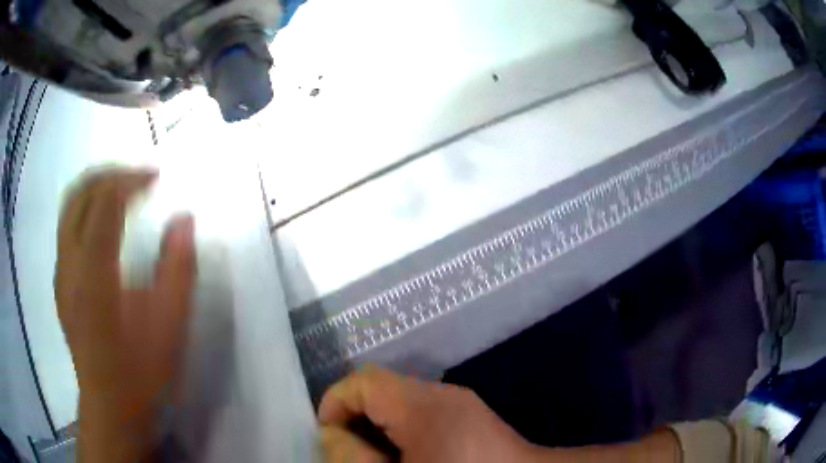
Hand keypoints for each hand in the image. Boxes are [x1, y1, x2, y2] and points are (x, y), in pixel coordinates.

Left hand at [55, 168, 195, 461]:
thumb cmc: (141, 373)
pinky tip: (104, 223)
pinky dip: (86, 208)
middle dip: (111, 174)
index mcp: (94, 273)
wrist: (110, 408)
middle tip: (139, 177)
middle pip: (81, 193)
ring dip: (96, 187)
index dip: (131, 180)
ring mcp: (60, 272)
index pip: (105, 202)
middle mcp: (69, 263)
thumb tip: (184, 218)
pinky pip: (67, 226)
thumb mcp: (170, 327)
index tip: (157, 178)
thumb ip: (178, 269)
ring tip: (123, 189)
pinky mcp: (60, 281)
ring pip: (69, 206)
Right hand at [318, 367, 537, 462]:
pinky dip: (405, 432)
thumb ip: (351, 456)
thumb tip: (332, 431)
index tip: (328, 437)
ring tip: (378, 459)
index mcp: (423, 404)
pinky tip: (411, 458)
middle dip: (356, 419)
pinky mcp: (472, 418)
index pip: (363, 380)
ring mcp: (462, 404)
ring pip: (402, 404)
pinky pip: (425, 415)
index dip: (335, 403)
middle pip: (382, 390)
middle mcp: (444, 394)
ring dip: (380, 428)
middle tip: (351, 454)